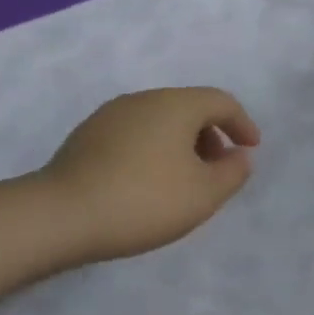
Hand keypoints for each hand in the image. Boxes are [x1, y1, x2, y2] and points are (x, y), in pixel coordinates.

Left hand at [37, 88, 260, 262]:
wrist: (62, 215)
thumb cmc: (144, 200)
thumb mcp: (204, 194)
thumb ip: (233, 172)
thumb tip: (240, 155)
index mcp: (175, 105)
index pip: (220, 101)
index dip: (242, 123)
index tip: (251, 148)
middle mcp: (143, 99)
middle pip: (188, 107)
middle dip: (211, 135)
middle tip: (219, 168)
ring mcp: (109, 115)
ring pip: (159, 120)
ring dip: (181, 143)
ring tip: (184, 180)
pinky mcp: (86, 136)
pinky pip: (135, 133)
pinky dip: (154, 149)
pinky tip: (147, 182)